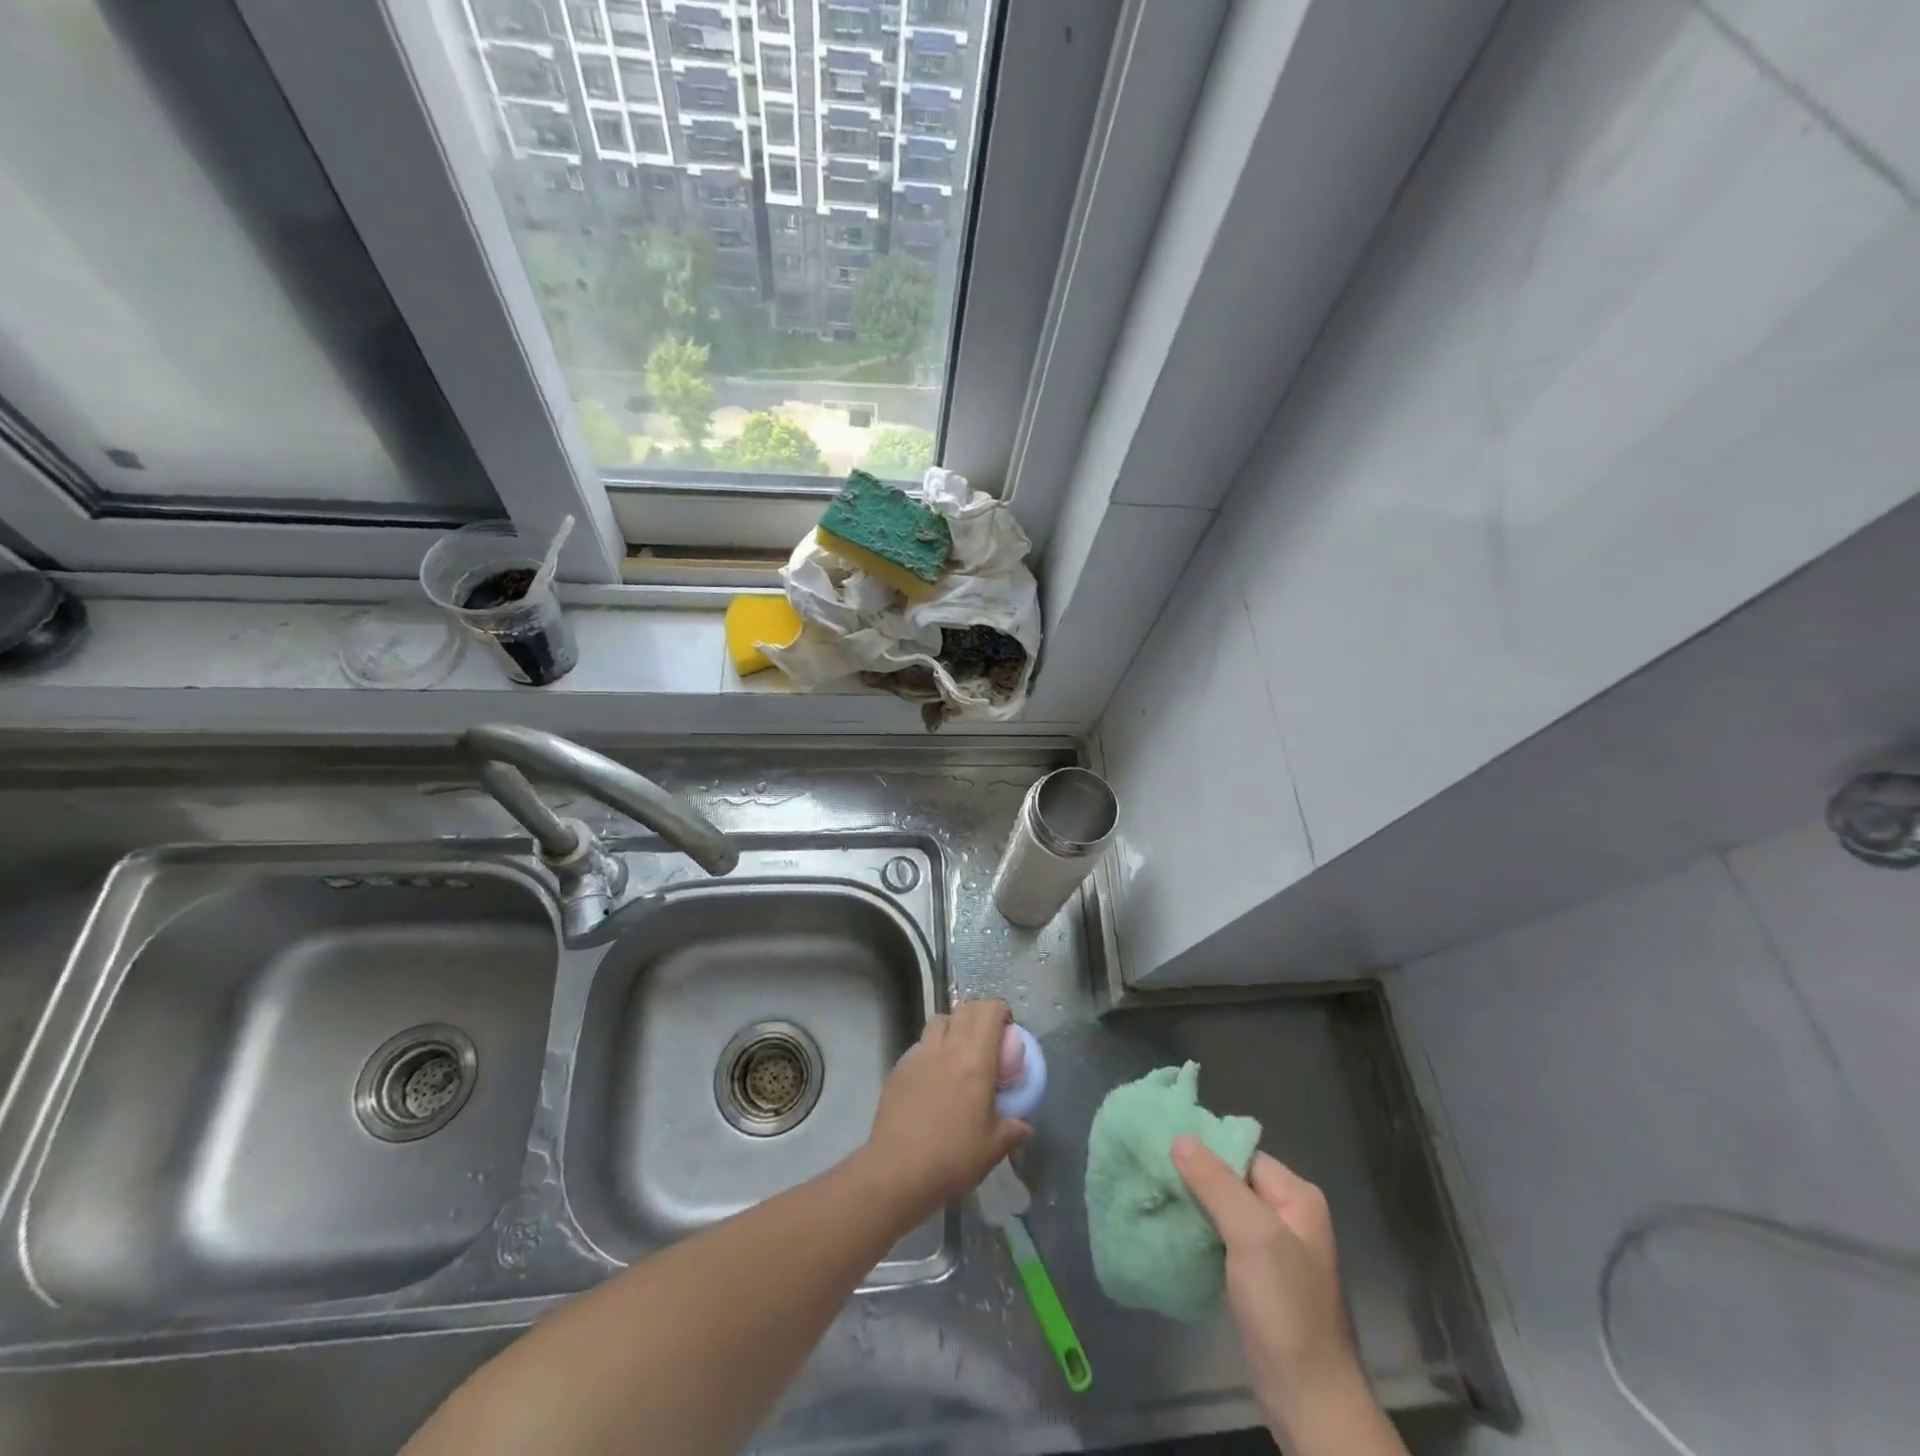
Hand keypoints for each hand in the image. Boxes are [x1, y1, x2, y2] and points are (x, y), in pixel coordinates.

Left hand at [863, 999, 1029, 1219]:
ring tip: (958, 1053)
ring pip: (938, 1022)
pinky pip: (919, 1046)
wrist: (897, 1170)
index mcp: (975, 1059)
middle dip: (979, 1015)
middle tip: (987, 1039)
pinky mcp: (899, 1068)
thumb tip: (1024, 1126)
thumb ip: (1013, 1130)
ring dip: (953, 1027)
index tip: (1007, 1030)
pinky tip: (932, 1078)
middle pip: (964, 1010)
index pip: (988, 1012)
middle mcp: (947, 1047)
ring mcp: (919, 1054)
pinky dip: (931, 1050)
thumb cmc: (952, 1156)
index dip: (1000, 1012)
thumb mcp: (993, 1148)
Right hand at [1173, 1139, 1357, 1419]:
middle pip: (1230, 1179)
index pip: (1240, 1153)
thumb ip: (1216, 1183)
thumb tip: (1180, 1137)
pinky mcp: (1254, 1277)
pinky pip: (1219, 1238)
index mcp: (1295, 1196)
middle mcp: (1286, 1215)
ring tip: (1153, 1195)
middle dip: (1192, 1176)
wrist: (1308, 1400)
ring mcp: (1271, 1248)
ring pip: (1221, 1209)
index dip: (1203, 1150)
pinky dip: (1196, 1232)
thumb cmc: (1285, 1308)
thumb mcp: (1252, 1236)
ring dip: (1191, 1204)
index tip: (1159, 1147)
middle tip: (1149, 1171)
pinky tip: (1170, 1230)